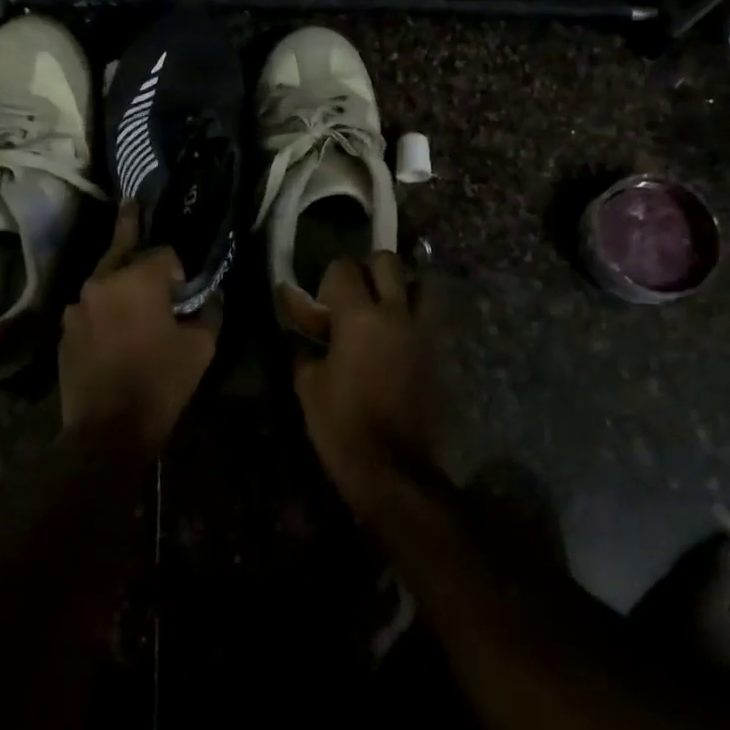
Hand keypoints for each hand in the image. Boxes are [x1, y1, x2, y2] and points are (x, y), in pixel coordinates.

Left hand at [58, 202, 220, 454]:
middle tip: (131, 203)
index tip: (185, 291)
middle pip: (121, 249)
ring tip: (131, 293)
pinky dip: (104, 309)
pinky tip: (114, 330)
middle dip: (130, 229)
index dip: (178, 269)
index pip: (163, 253)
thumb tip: (212, 295)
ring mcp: (77, 307)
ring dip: (119, 281)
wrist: (107, 431)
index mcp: (137, 280)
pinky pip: (90, 308)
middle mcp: (101, 282)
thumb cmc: (160, 384)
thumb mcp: (200, 348)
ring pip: (103, 280)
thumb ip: (209, 313)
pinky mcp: (65, 331)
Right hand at [280, 253, 438, 517]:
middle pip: (387, 261)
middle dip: (366, 268)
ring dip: (398, 286)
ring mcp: (421, 331)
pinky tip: (392, 337)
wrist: (392, 467)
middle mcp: (395, 313)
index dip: (326, 278)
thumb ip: (301, 344)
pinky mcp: (435, 352)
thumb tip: (293, 323)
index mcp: (359, 317)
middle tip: (350, 293)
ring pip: (418, 283)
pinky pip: (426, 316)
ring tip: (379, 308)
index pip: (343, 268)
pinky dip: (411, 314)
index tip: (315, 300)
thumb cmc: (341, 424)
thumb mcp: (308, 384)